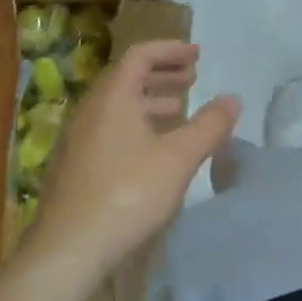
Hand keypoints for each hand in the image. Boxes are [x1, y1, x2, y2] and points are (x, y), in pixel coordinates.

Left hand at [29, 41, 240, 281]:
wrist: (68, 250)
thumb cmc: (128, 194)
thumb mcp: (179, 158)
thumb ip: (209, 125)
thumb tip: (233, 98)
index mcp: (112, 97)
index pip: (140, 55)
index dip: (170, 50)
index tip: (197, 55)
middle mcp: (90, 110)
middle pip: (127, 77)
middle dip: (162, 73)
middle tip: (192, 79)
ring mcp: (77, 138)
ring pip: (117, 105)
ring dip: (149, 100)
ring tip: (178, 110)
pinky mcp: (74, 165)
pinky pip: (109, 127)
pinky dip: (135, 123)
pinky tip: (152, 149)